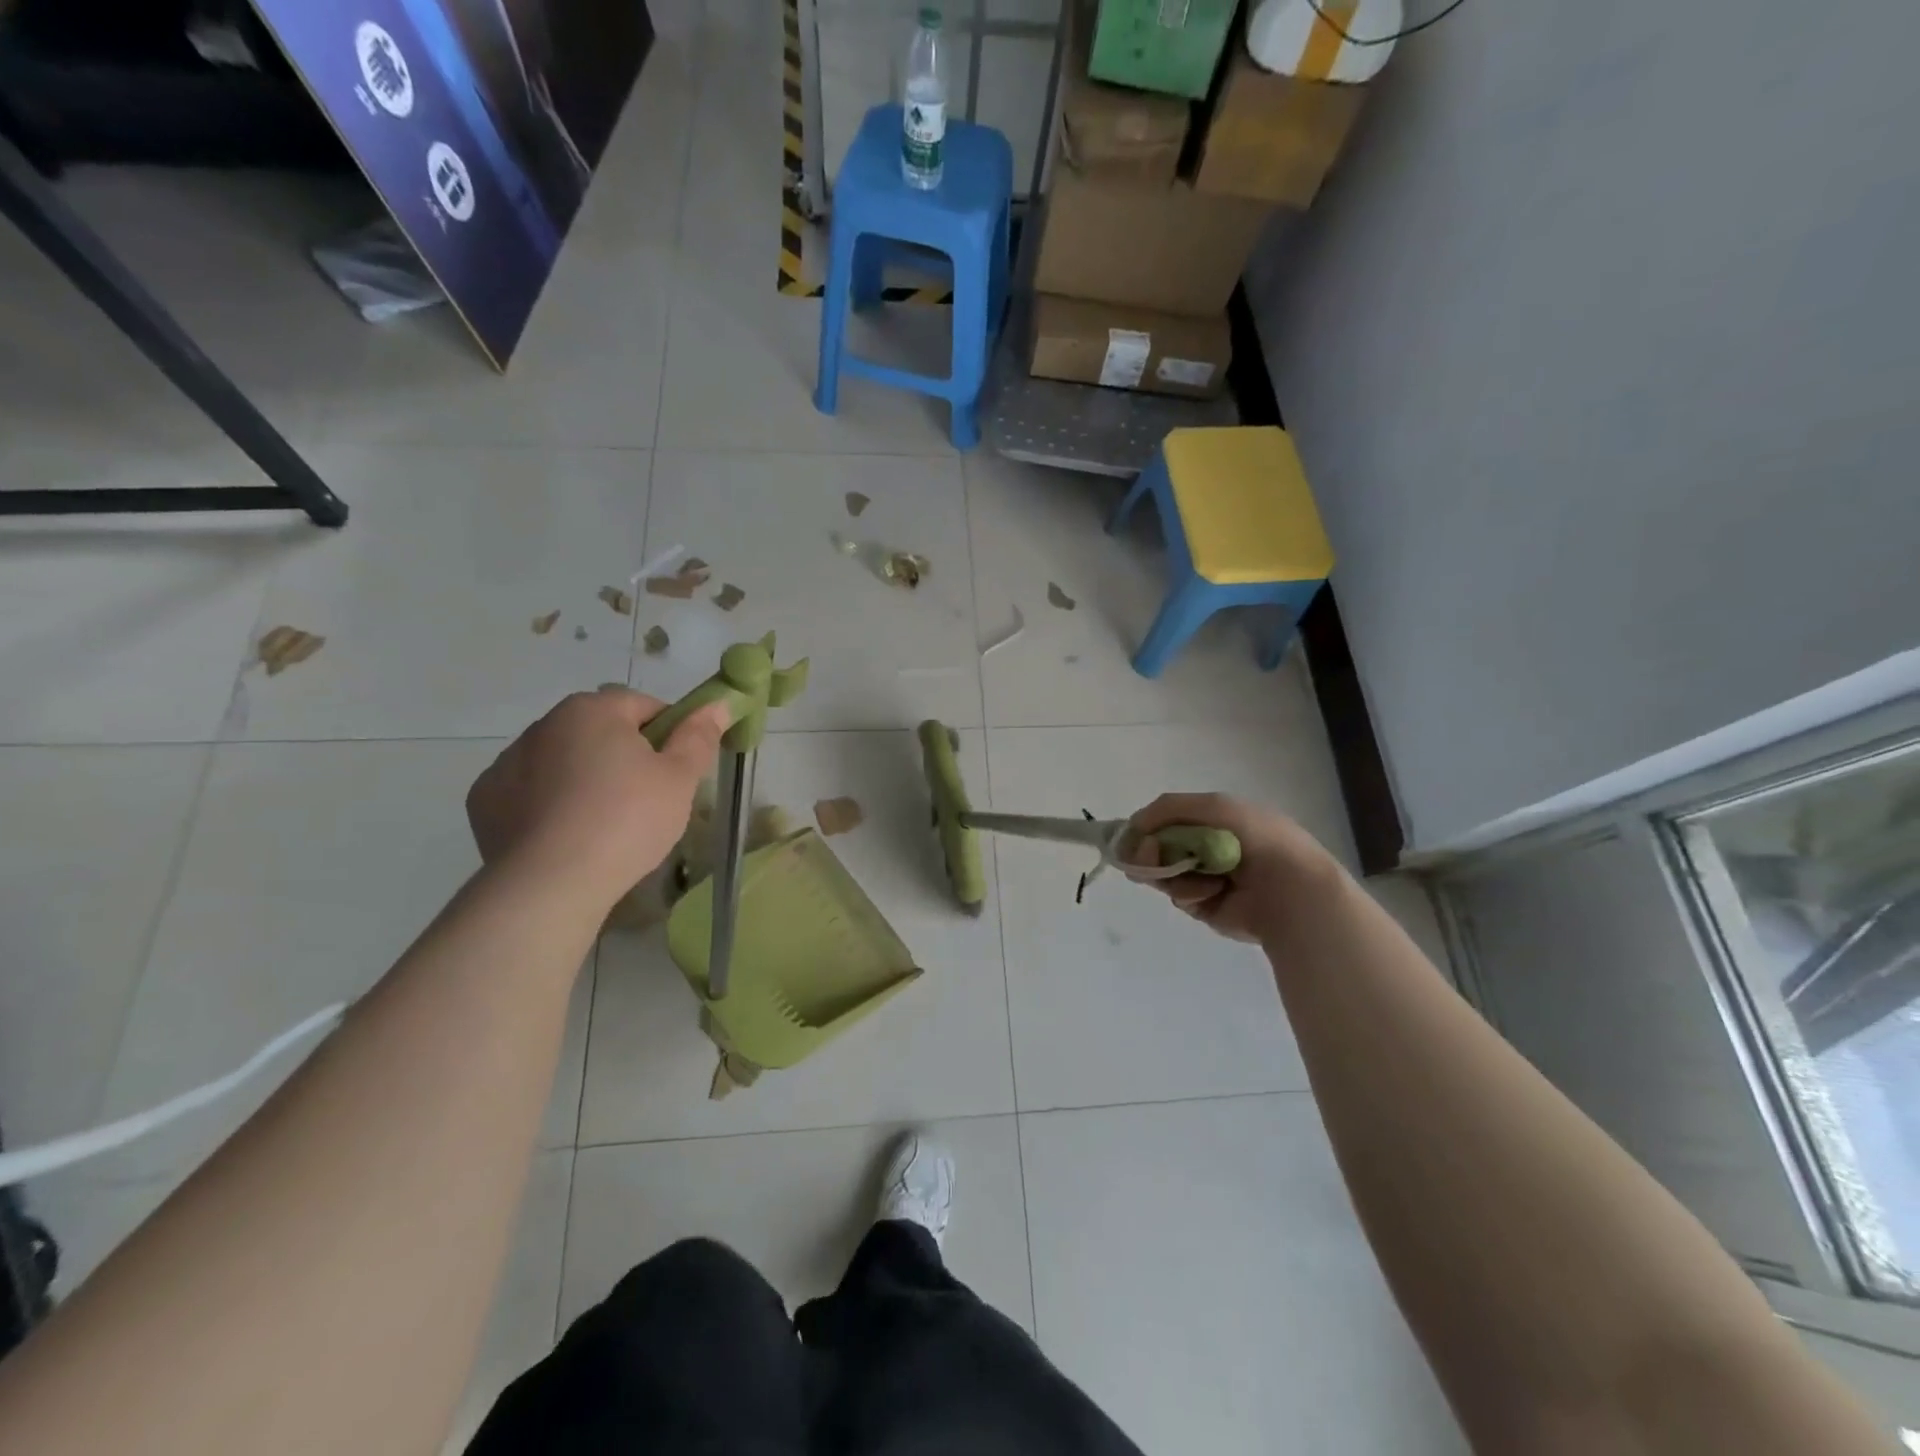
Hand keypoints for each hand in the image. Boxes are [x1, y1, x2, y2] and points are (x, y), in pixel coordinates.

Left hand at [467, 687, 729, 911]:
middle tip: (646, 798)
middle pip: (599, 731)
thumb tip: (717, 704)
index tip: (677, 769)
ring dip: (583, 777)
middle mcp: (544, 725)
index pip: (643, 705)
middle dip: (623, 755)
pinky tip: (565, 836)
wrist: (550, 884)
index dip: (668, 733)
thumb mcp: (680, 779)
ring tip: (603, 824)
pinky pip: (529, 792)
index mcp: (592, 710)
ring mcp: (507, 762)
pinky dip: (547, 804)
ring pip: (562, 760)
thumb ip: (698, 737)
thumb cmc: (627, 820)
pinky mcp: (484, 800)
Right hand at [1126, 793, 1340, 942]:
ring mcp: (1207, 878)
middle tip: (1146, 855)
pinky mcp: (1207, 907)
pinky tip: (1210, 890)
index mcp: (1216, 821)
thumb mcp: (1213, 806)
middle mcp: (1209, 848)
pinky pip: (1180, 897)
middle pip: (1160, 848)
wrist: (1289, 888)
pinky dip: (1189, 891)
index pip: (1168, 820)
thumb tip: (1133, 827)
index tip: (1132, 835)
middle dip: (1150, 850)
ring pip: (1164, 873)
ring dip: (1169, 871)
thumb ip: (1167, 808)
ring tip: (1186, 872)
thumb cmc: (1255, 839)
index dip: (1147, 826)